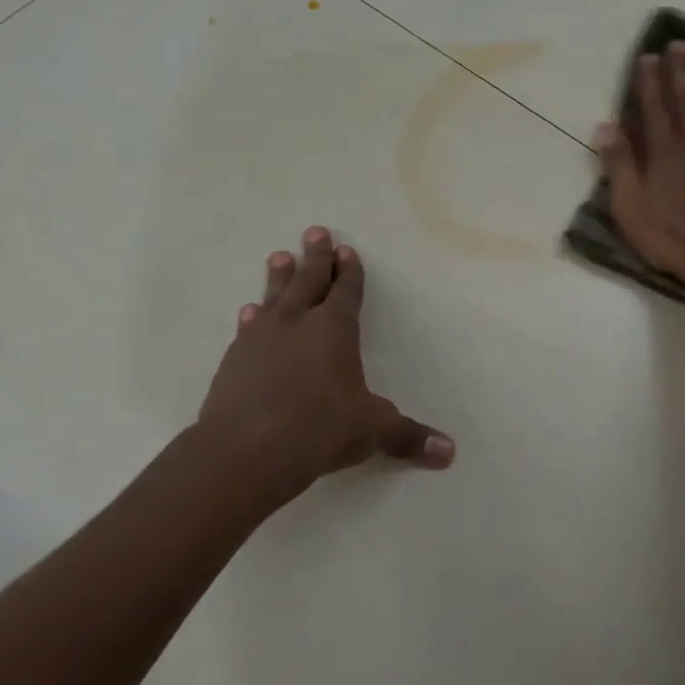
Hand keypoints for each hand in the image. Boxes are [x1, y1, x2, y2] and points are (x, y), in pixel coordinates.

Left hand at [195, 227, 454, 502]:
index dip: (349, 271)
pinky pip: (248, 327)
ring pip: (274, 297)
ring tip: (279, 256)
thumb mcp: (371, 432)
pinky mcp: (235, 360)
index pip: (346, 292)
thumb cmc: (318, 430)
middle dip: (315, 257)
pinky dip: (253, 316)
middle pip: (308, 281)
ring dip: (279, 277)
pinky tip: (250, 311)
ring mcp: (261, 339)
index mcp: (334, 330)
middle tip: (314, 231)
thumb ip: (407, 437)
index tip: (346, 250)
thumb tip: (450, 452)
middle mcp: (297, 324)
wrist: (242, 453)